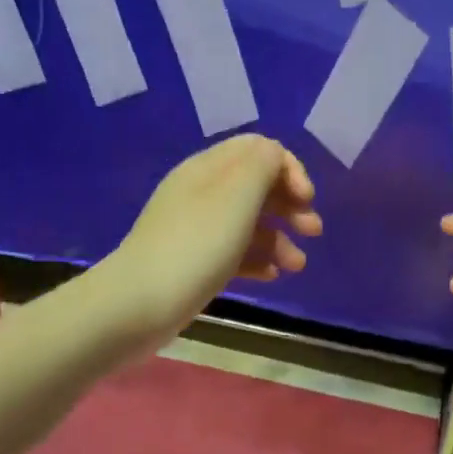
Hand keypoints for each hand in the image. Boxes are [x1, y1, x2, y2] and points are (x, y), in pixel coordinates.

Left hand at [104, 135, 321, 346]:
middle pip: (255, 185)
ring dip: (278, 238)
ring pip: (248, 222)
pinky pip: (233, 252)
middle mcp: (201, 192)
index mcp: (208, 168)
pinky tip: (272, 277)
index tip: (306, 198)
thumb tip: (275, 156)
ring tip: (297, 266)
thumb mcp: (236, 196)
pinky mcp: (194, 262)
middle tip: (312, 230)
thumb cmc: (196, 245)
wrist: (140, 303)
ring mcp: (196, 229)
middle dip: (289, 204)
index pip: (258, 149)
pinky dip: (257, 260)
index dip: (289, 168)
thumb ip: (262, 165)